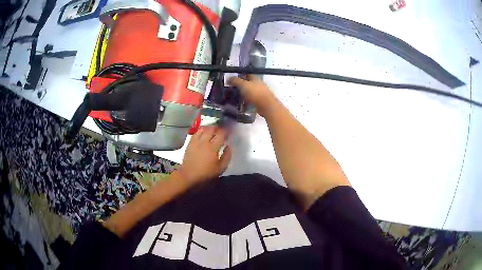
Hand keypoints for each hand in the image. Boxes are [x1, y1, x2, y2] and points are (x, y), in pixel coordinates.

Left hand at [176, 127, 231, 185]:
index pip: (221, 134)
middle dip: (217, 127)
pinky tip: (203, 134)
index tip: (230, 131)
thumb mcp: (220, 168)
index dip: (226, 131)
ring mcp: (195, 141)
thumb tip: (229, 147)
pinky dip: (201, 131)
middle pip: (211, 129)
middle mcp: (204, 142)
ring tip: (212, 131)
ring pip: (203, 129)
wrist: (188, 176)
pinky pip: (196, 133)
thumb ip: (226, 156)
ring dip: (209, 128)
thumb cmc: (206, 174)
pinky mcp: (189, 143)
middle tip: (222, 130)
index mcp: (212, 148)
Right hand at [228, 75, 278, 116]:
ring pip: (250, 92)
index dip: (240, 75)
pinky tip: (241, 104)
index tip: (233, 78)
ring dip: (244, 94)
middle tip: (232, 88)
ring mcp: (261, 93)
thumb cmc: (255, 93)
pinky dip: (247, 102)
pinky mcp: (260, 102)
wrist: (266, 106)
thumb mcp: (243, 85)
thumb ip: (236, 81)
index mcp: (256, 78)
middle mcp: (259, 84)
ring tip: (235, 96)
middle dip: (241, 85)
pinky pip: (252, 100)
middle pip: (249, 83)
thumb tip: (228, 78)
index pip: (247, 74)